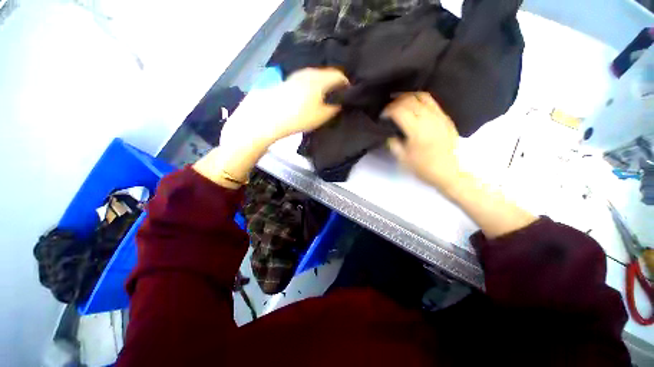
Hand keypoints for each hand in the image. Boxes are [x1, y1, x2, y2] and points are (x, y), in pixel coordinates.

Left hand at [221, 68, 348, 148]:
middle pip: (326, 74)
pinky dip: (311, 86)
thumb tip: (340, 101)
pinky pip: (305, 80)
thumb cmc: (299, 118)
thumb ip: (334, 107)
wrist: (268, 118)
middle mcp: (308, 73)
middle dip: (334, 84)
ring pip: (315, 77)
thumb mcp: (322, 116)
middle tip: (337, 97)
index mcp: (319, 79)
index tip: (348, 94)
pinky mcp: (287, 82)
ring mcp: (296, 76)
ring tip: (323, 98)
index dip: (346, 84)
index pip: (338, 75)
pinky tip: (309, 97)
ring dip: (322, 85)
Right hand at [384, 92, 460, 191]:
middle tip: (388, 109)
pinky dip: (420, 99)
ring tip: (399, 102)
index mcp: (416, 130)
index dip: (387, 110)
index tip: (382, 116)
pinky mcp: (446, 117)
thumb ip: (393, 144)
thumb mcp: (403, 159)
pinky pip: (432, 101)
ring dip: (407, 97)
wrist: (449, 172)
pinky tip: (414, 104)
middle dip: (395, 102)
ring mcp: (439, 116)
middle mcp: (428, 119)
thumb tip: (390, 133)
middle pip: (409, 100)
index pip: (399, 111)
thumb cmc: (424, 168)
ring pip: (421, 96)